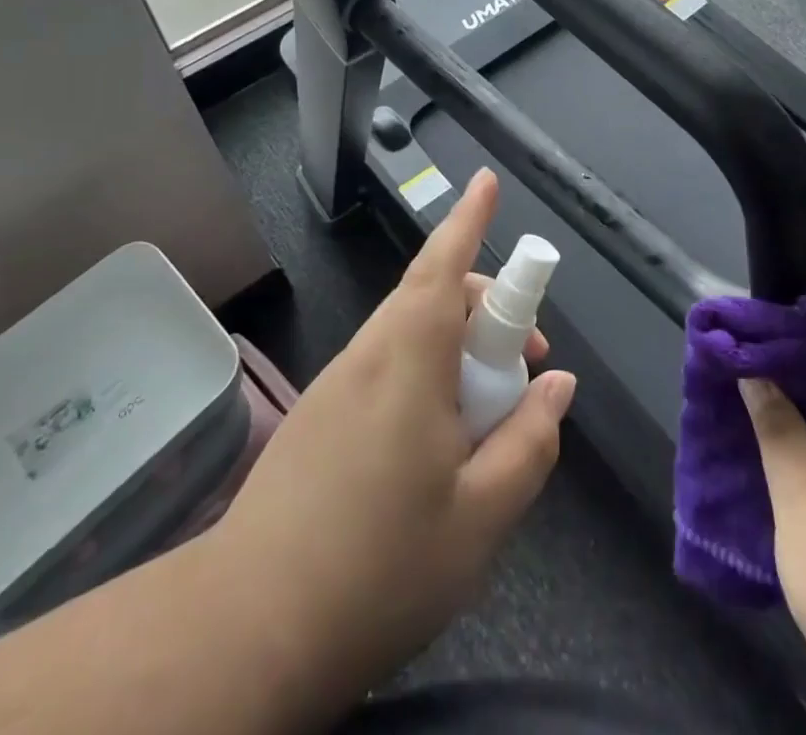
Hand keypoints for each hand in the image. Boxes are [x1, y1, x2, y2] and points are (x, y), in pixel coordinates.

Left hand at [214, 169, 575, 713]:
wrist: (248, 625)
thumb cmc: (379, 567)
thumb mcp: (481, 516)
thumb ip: (529, 442)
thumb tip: (557, 385)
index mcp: (408, 361)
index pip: (442, 268)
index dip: (469, 219)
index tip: (487, 180)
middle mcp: (369, 355)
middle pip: (432, 297)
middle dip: (486, 307)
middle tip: (527, 364)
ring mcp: (338, 383)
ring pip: (409, 333)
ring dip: (458, 346)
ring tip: (489, 414)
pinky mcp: (320, 414)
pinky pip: (386, 366)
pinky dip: (427, 373)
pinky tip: (437, 442)